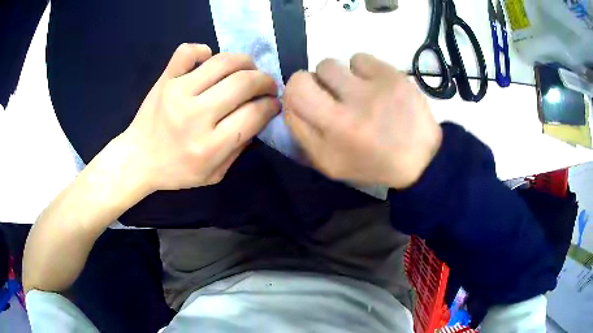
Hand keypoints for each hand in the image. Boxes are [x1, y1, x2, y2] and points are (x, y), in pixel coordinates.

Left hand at [121, 43, 279, 191]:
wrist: (138, 159)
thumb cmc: (176, 171)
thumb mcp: (214, 174)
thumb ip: (240, 148)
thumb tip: (259, 115)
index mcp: (210, 146)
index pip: (255, 113)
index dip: (272, 105)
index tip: (273, 103)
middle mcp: (195, 115)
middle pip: (244, 83)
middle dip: (266, 81)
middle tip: (266, 85)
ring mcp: (178, 92)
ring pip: (223, 62)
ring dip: (245, 62)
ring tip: (247, 70)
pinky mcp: (165, 79)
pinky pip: (187, 52)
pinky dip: (203, 51)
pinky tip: (208, 60)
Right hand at [284, 53, 441, 188]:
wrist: (422, 159)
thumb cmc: (373, 163)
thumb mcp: (331, 164)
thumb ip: (304, 135)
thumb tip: (290, 102)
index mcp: (328, 142)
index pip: (290, 99)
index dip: (295, 96)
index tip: (311, 100)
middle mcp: (344, 116)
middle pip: (302, 78)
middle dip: (311, 82)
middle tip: (332, 93)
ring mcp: (370, 93)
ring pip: (330, 64)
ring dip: (338, 76)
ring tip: (358, 90)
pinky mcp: (391, 77)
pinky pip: (359, 59)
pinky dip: (363, 69)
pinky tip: (376, 85)